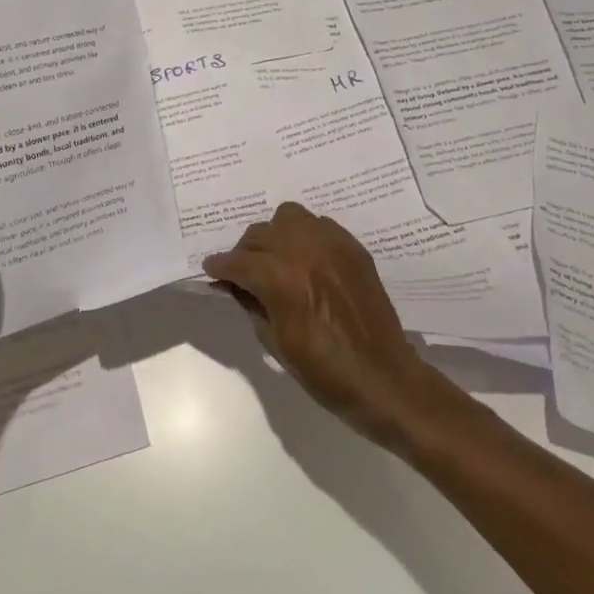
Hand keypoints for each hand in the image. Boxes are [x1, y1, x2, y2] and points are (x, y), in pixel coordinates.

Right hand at [203, 202, 452, 450]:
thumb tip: (235, 285)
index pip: (237, 261)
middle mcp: (303, 250)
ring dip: (275, 235)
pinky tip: (307, 261)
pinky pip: (319, 225)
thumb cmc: (322, 371)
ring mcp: (331, 244)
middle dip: (245, 253)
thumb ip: (251, 304)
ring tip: (277, 259)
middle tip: (244, 273)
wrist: (381, 376)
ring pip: (289, 217)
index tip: (212, 271)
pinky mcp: (352, 247)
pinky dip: (305, 236)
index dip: (220, 267)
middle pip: (259, 234)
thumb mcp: (274, 342)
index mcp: (280, 279)